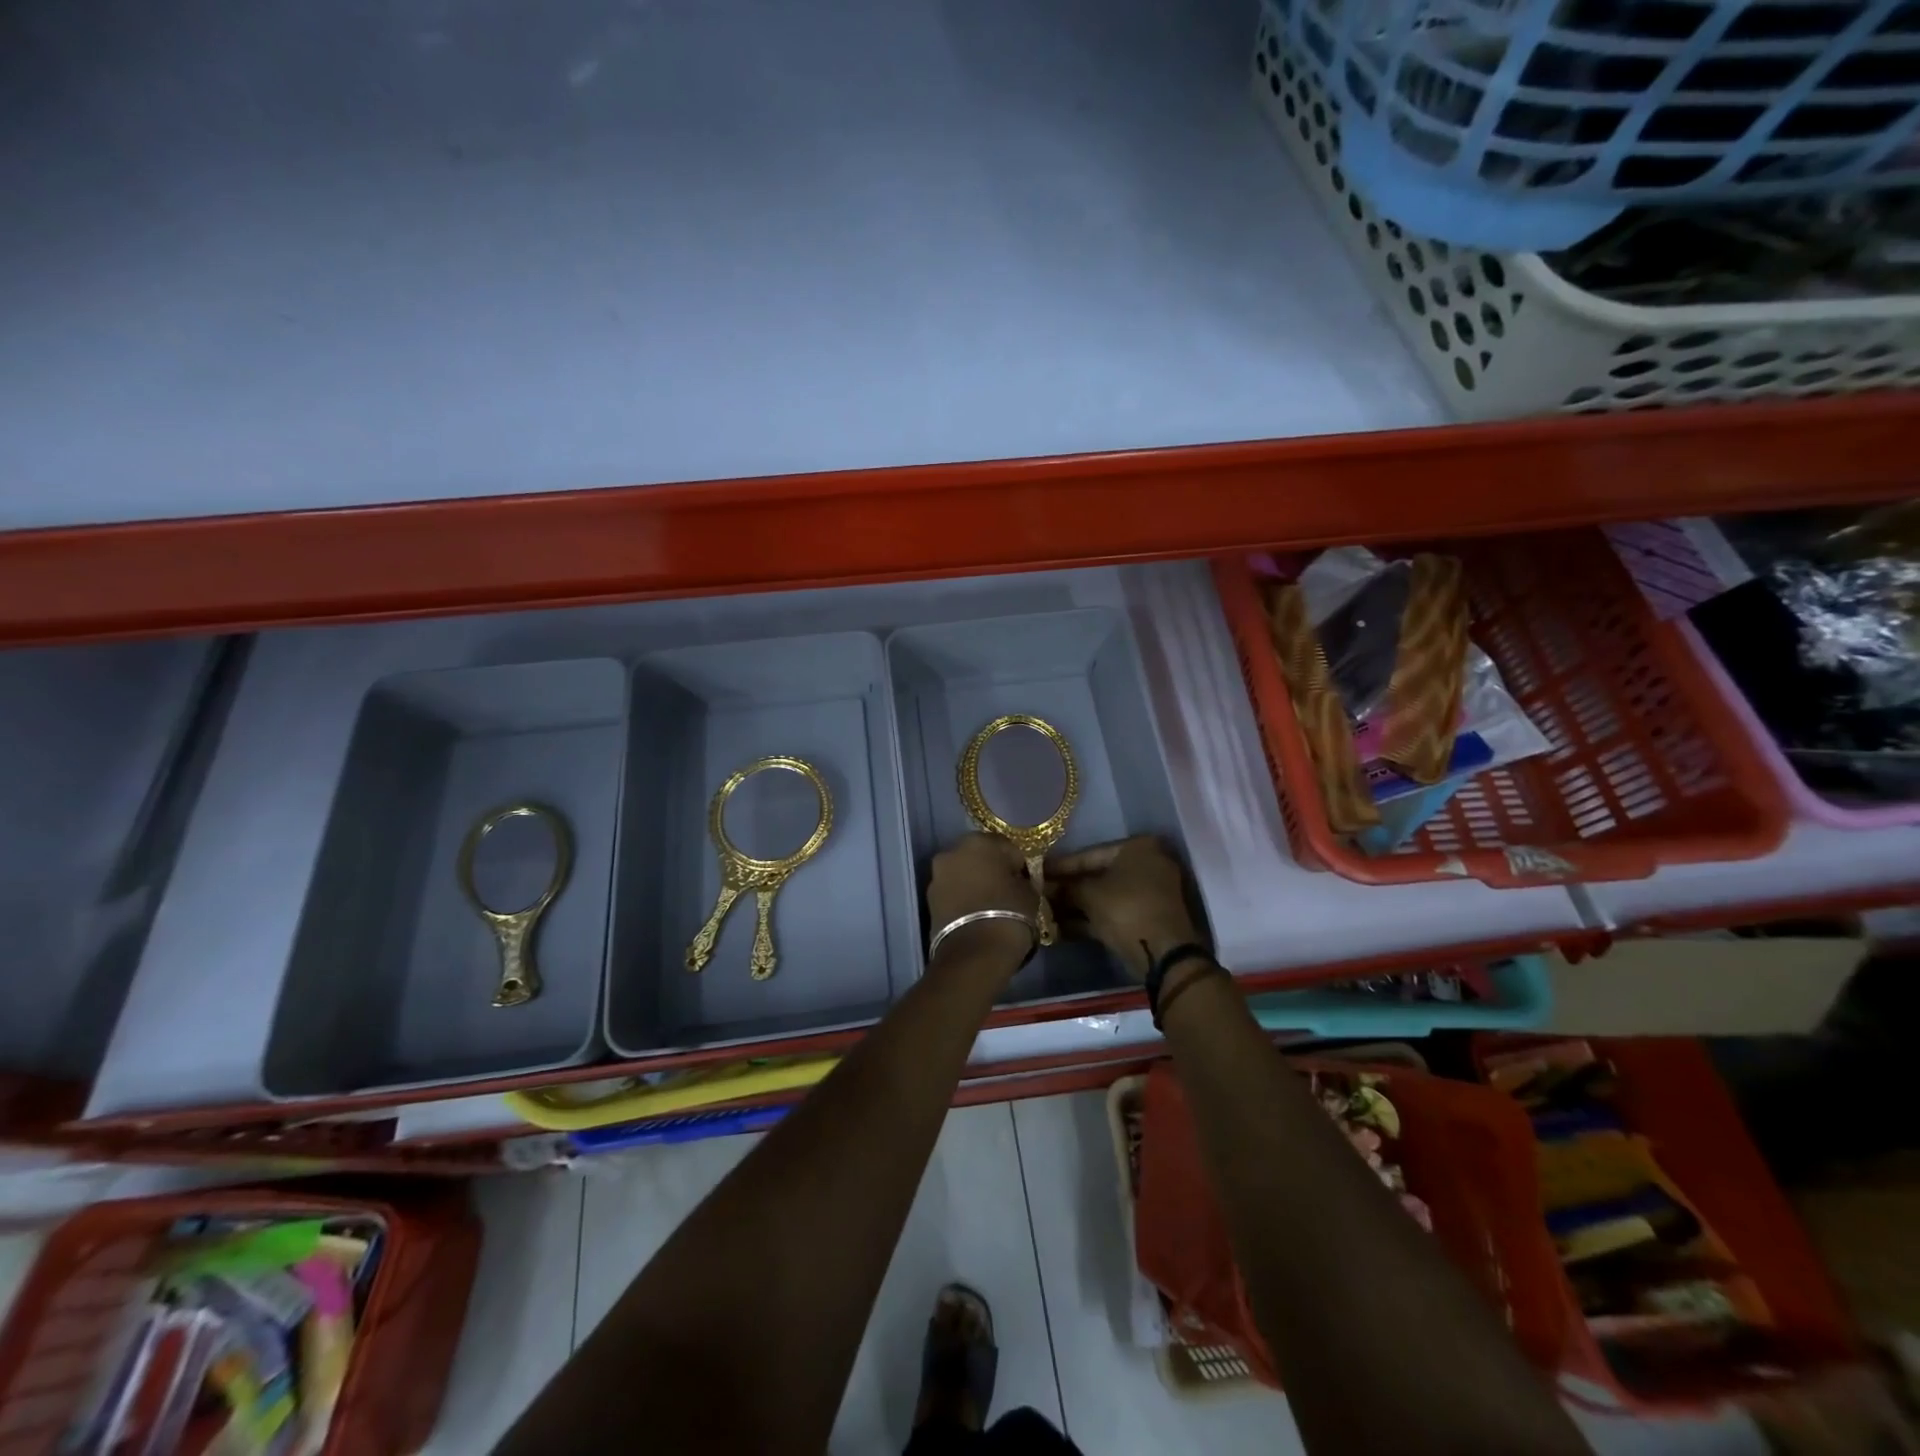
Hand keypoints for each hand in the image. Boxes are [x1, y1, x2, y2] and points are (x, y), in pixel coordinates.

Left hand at [926, 833, 1040, 970]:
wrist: (974, 954)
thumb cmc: (1009, 914)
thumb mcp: (1030, 892)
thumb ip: (1022, 878)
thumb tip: (1016, 880)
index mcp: (979, 841)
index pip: (1007, 847)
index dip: (1018, 864)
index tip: (1025, 882)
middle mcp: (952, 851)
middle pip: (979, 856)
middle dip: (992, 870)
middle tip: (1007, 892)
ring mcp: (937, 876)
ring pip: (963, 874)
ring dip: (975, 884)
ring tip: (990, 907)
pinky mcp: (929, 900)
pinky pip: (952, 892)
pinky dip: (962, 898)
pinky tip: (976, 916)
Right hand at [1048, 835, 1202, 980]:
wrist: (1164, 955)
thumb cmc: (1126, 910)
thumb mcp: (1089, 894)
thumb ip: (1066, 888)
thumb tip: (1044, 887)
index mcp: (1138, 848)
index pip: (1089, 854)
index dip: (1060, 866)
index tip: (1036, 872)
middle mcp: (1147, 864)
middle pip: (1097, 875)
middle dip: (1067, 888)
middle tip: (1038, 894)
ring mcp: (1149, 893)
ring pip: (1104, 896)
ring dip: (1075, 906)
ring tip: (1044, 912)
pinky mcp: (1147, 918)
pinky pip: (1113, 912)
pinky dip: (1089, 919)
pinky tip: (1060, 928)